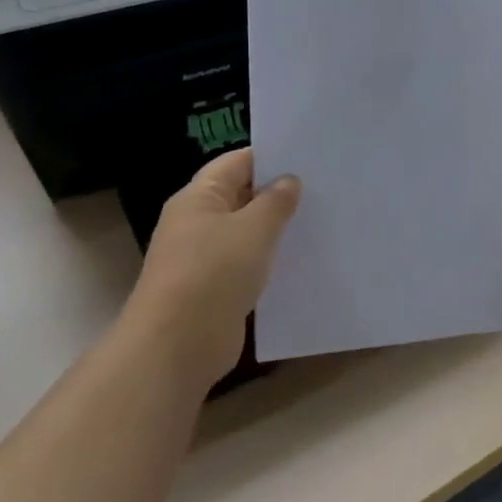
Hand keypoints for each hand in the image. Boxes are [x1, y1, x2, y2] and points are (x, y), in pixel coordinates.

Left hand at [128, 148, 300, 387]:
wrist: (177, 346)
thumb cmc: (214, 272)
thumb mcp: (254, 228)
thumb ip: (276, 200)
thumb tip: (288, 181)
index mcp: (198, 197)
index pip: (238, 162)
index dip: (272, 156)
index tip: (310, 157)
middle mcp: (197, 222)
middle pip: (242, 195)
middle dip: (279, 192)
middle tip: (324, 188)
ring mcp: (204, 257)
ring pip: (247, 232)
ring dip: (276, 229)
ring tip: (320, 221)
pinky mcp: (214, 289)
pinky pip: (247, 264)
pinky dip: (270, 260)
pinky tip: (300, 260)